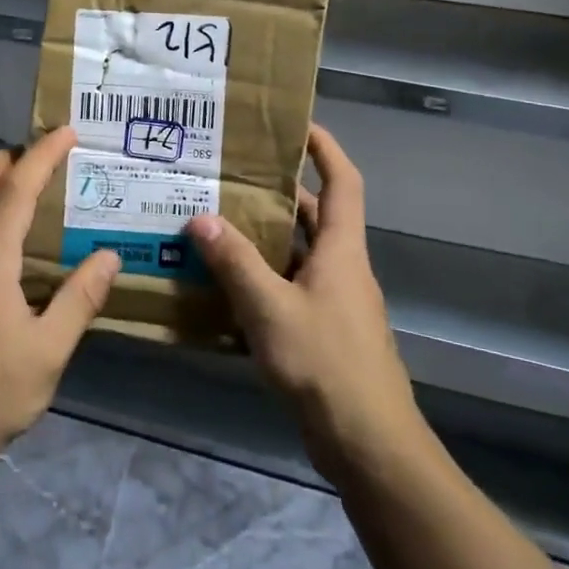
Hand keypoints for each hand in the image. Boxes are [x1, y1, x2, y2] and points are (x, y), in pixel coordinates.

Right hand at [185, 124, 420, 482]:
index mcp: (341, 250)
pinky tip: (225, 286)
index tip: (296, 125)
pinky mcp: (324, 333)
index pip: (343, 181)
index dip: (325, 148)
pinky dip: (263, 279)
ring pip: (298, 255)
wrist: (368, 443)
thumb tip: (201, 218)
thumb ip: (235, 262)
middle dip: (279, 193)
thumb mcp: (270, 308)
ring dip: (265, 238)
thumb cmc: (325, 363)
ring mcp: (335, 302)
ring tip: (217, 222)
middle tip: (232, 176)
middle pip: (314, 216)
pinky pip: (290, 289)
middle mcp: (342, 268)